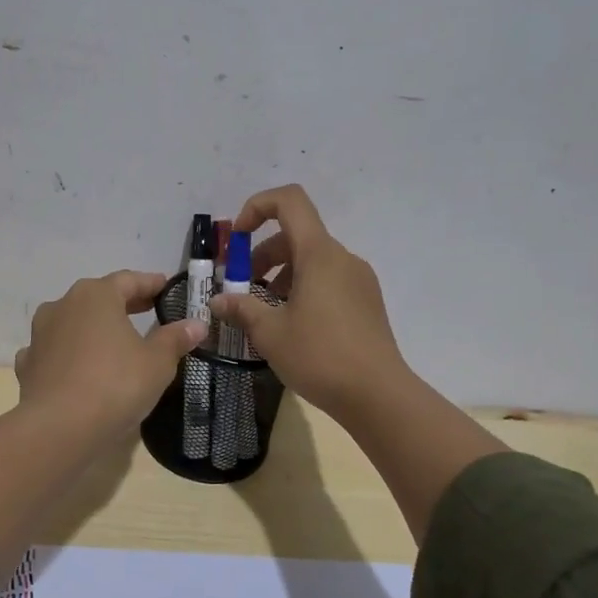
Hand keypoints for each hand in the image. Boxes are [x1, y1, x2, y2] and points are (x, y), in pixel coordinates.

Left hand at [14, 270, 207, 445]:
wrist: (57, 428)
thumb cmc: (115, 384)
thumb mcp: (157, 362)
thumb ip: (175, 339)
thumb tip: (196, 324)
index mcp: (96, 295)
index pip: (129, 280)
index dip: (151, 283)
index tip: (166, 287)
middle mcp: (63, 305)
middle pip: (99, 298)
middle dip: (124, 304)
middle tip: (148, 311)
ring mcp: (40, 335)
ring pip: (73, 323)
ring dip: (93, 328)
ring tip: (114, 341)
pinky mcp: (27, 364)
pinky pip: (54, 352)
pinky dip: (69, 355)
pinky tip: (79, 368)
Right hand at [208, 185, 407, 423]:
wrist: (378, 396)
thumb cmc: (320, 356)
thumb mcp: (270, 333)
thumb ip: (241, 309)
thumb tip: (218, 301)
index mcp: (319, 254)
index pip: (290, 201)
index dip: (257, 207)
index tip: (236, 238)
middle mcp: (342, 258)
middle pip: (296, 235)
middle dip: (262, 254)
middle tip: (242, 288)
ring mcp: (359, 280)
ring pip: (312, 261)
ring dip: (281, 275)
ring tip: (265, 312)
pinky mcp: (367, 303)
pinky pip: (329, 281)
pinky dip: (304, 289)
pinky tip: (292, 326)